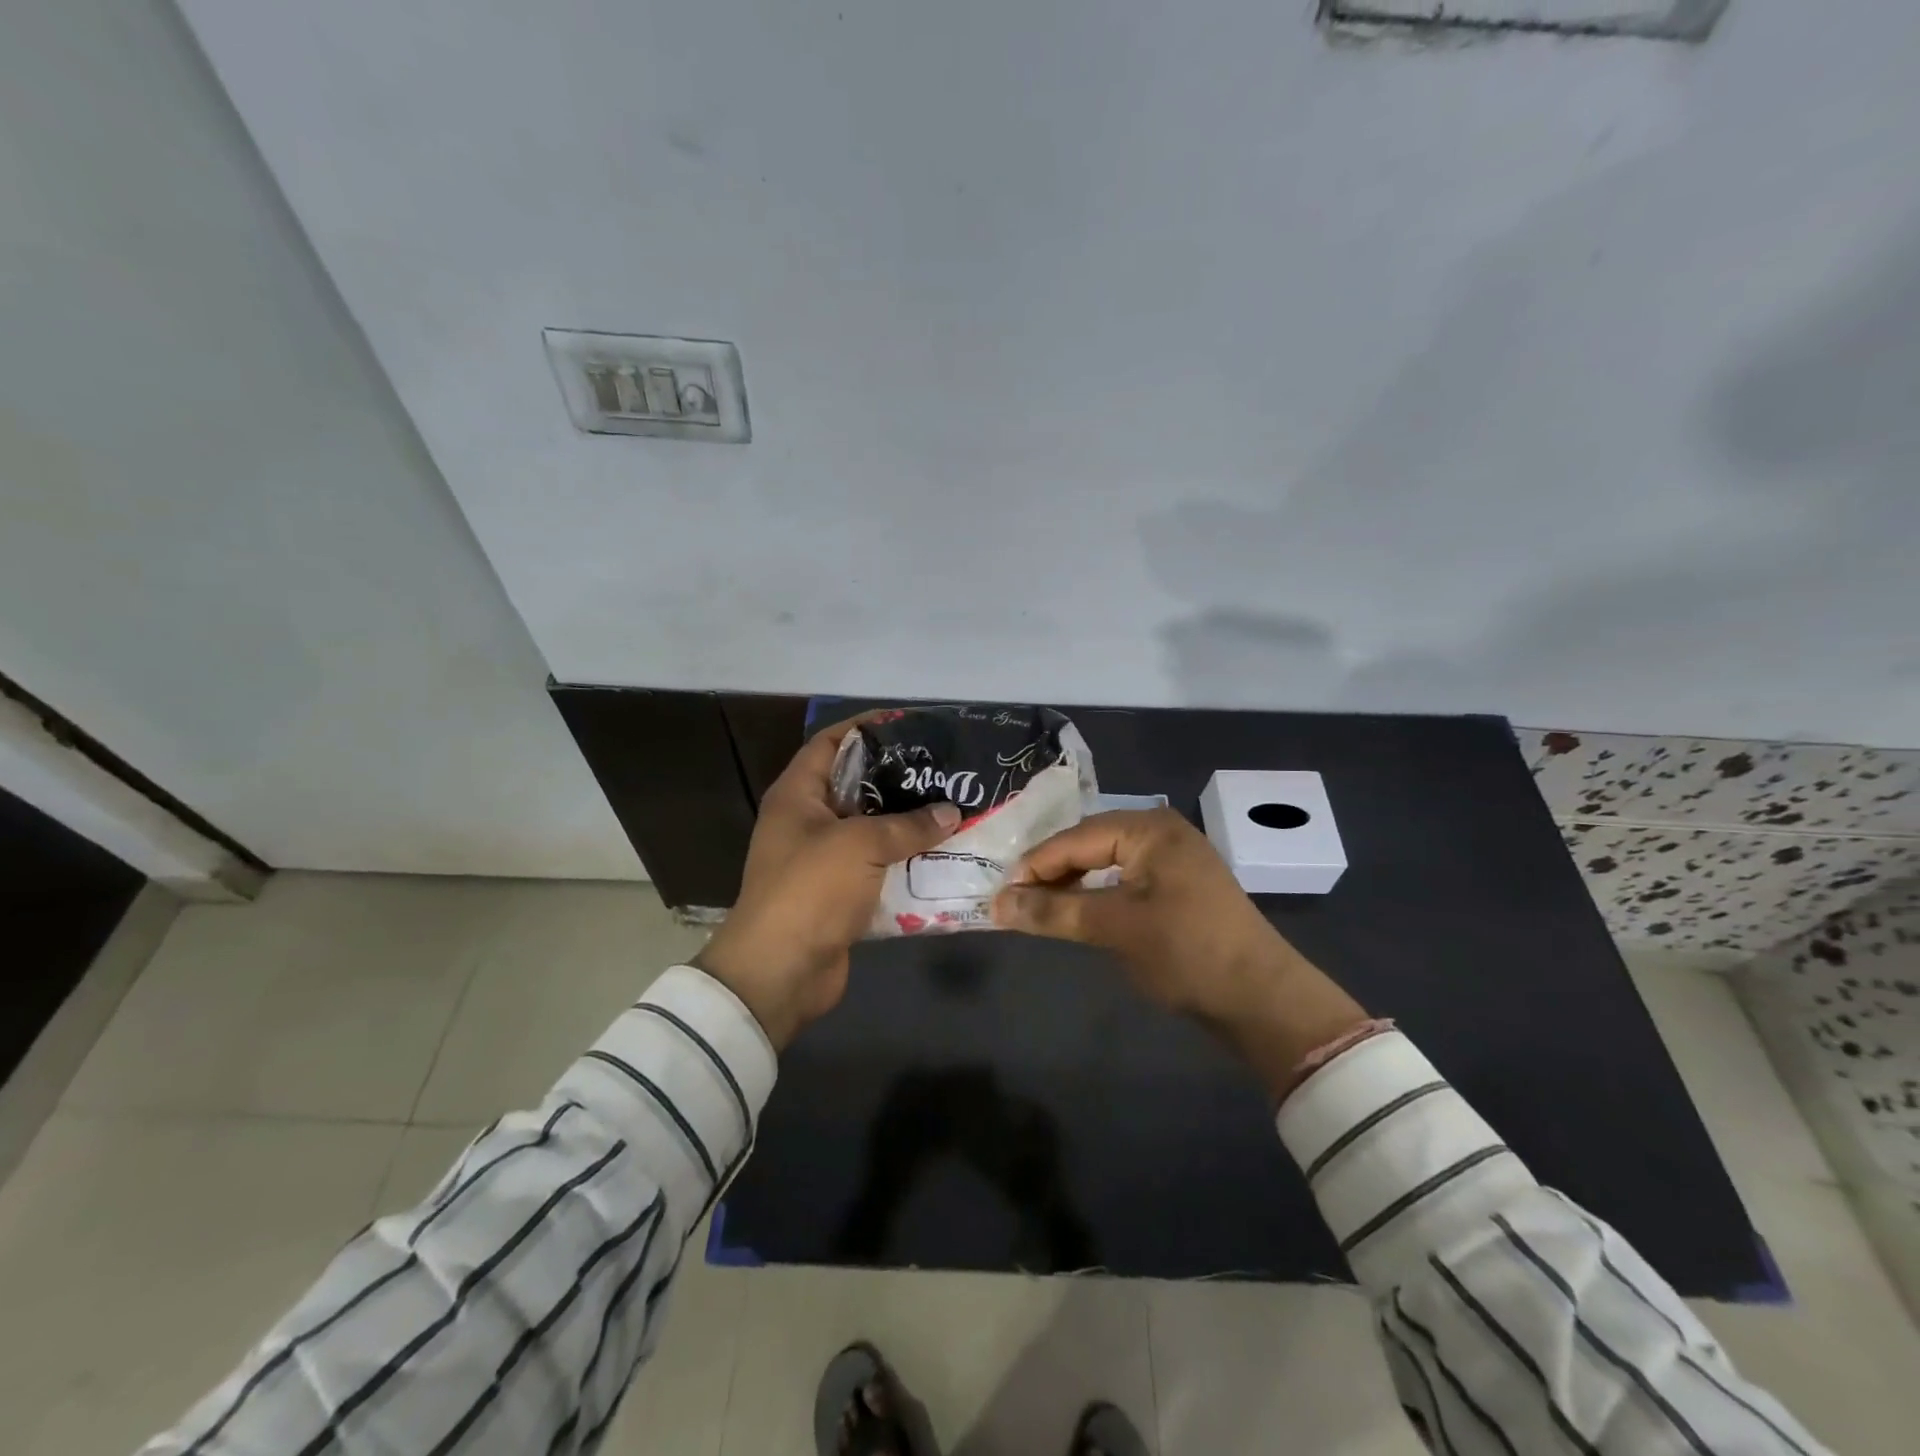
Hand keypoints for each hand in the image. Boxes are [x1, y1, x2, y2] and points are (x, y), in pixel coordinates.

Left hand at [694, 715, 960, 1048]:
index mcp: (797, 795)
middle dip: (899, 779)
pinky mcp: (839, 893)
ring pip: (871, 829)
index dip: (866, 729)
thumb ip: (907, 825)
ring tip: (952, 808)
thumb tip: (950, 812)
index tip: (910, 725)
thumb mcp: (859, 845)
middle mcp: (807, 821)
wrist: (781, 972)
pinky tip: (943, 854)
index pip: (830, 743)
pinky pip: (877, 867)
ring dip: (907, 823)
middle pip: (856, 786)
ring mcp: (822, 859)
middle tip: (944, 769)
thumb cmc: (810, 890)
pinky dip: (905, 862)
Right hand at [991, 809, 1370, 1097]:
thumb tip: (997, 904)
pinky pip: (1122, 878)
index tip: (998, 894)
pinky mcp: (1177, 886)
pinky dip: (1095, 894)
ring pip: (1104, 861)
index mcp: (1148, 828)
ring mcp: (1171, 858)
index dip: (1034, 866)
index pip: (1074, 838)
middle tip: (1013, 900)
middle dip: (1050, 872)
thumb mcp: (1115, 928)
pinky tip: (1077, 910)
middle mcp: (1160, 831)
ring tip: (1037, 907)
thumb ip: (1054, 911)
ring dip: (1070, 884)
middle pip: (1087, 844)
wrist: (1263, 999)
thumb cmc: (1187, 952)